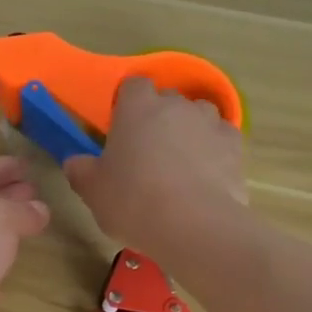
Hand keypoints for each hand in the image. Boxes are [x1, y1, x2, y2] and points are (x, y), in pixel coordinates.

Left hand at [0, 157, 50, 311]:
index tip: (31, 164)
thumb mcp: (1, 216)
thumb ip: (24, 210)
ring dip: (10, 227)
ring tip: (38, 223)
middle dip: (12, 194)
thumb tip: (40, 210)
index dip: (7, 165)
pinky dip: (3, 257)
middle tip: (39, 192)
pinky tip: (20, 257)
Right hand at [63, 78, 247, 257]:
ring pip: (198, 116)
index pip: (132, 86)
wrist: (194, 226)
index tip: (121, 129)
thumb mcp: (93, 190)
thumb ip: (81, 170)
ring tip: (180, 163)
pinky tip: (206, 176)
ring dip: (189, 131)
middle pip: (167, 99)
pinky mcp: (236, 147)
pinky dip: (214, 151)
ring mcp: (211, 123)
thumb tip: (75, 162)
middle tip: (146, 151)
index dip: (127, 104)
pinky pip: (221, 140)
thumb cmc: (133, 201)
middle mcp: (176, 105)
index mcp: (137, 107)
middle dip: (158, 118)